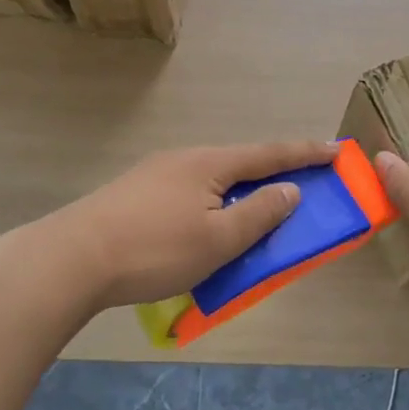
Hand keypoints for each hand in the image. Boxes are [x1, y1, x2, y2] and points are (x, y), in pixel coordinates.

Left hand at [42, 140, 339, 311]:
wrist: (70, 259)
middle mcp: (184, 159)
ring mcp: (155, 175)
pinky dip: (212, 207)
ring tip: (253, 217)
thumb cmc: (154, 249)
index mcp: (210, 163)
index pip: (270, 153)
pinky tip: (204, 230)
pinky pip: (190, 195)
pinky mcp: (135, 195)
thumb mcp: (218, 239)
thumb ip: (260, 214)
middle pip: (241, 164)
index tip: (338, 150)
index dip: (307, 153)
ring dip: (239, 196)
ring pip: (212, 182)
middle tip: (300, 190)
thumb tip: (290, 189)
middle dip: (272, 175)